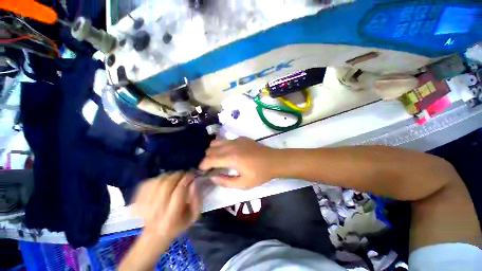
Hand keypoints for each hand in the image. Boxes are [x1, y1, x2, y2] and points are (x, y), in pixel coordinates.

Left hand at [132, 172, 200, 239]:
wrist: (154, 235)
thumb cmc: (177, 225)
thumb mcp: (193, 216)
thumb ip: (197, 200)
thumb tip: (193, 183)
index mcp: (171, 217)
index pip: (179, 191)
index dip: (186, 179)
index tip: (191, 175)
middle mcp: (156, 212)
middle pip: (167, 185)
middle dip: (178, 175)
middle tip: (184, 174)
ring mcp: (144, 207)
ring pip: (158, 182)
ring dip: (169, 176)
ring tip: (175, 176)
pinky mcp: (137, 201)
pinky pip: (148, 183)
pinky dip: (158, 178)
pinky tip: (164, 180)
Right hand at [199, 137, 278, 188]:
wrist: (273, 160)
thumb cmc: (259, 174)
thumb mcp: (243, 184)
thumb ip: (225, 182)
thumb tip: (212, 177)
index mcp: (231, 158)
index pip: (209, 159)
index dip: (203, 165)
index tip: (202, 171)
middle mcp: (231, 146)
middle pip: (210, 149)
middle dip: (206, 158)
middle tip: (210, 167)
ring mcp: (236, 140)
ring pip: (216, 142)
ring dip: (212, 150)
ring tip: (216, 159)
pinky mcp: (240, 138)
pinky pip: (225, 140)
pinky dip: (221, 146)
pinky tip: (227, 153)